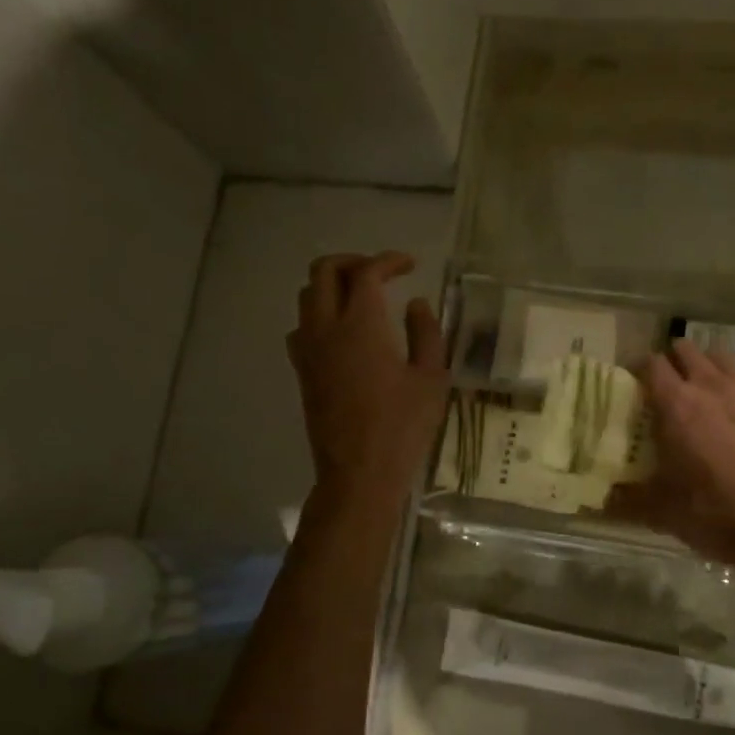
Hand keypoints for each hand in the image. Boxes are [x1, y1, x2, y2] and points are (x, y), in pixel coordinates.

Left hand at [288, 252, 447, 503]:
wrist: (359, 473)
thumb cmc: (402, 427)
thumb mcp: (432, 379)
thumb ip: (426, 334)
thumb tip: (415, 305)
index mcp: (361, 325)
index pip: (366, 272)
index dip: (388, 261)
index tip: (410, 265)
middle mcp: (326, 329)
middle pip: (324, 271)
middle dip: (352, 262)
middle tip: (381, 273)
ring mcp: (308, 351)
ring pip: (308, 296)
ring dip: (333, 286)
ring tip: (362, 298)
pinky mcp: (302, 372)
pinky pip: (302, 326)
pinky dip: (320, 314)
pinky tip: (342, 333)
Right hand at [609, 341, 734, 571]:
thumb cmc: (715, 513)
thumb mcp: (661, 511)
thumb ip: (626, 499)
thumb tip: (601, 498)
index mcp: (676, 405)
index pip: (650, 364)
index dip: (640, 372)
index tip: (637, 388)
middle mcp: (711, 385)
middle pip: (685, 349)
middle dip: (674, 363)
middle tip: (670, 390)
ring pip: (721, 356)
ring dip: (708, 368)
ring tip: (707, 392)